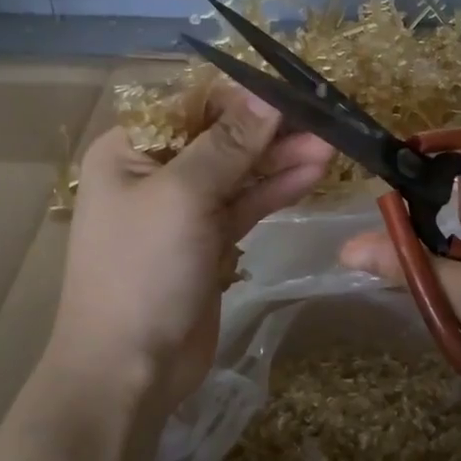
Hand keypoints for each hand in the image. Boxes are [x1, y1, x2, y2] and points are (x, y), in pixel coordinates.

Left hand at [48, 85, 332, 419]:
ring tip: (330, 146)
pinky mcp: (208, 241)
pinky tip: (311, 174)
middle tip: (322, 120)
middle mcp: (154, 172)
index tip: (290, 92)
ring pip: (238, 172)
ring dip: (280, 159)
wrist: (130, 369)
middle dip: (269, 130)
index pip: (190, 105)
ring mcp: (183, 209)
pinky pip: (246, 204)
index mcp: (130, 149)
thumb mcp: (183, 196)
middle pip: (220, 137)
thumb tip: (267, 96)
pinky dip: (275, 190)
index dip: (240, 96)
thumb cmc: (142, 271)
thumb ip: (229, 144)